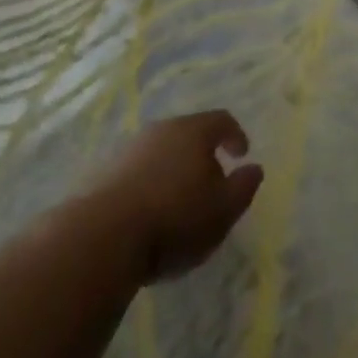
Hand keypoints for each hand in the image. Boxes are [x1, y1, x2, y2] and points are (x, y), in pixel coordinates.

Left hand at [85, 111, 264, 283]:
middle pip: (189, 134)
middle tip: (211, 185)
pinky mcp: (104, 172)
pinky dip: (150, 185)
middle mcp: (161, 130)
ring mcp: (129, 149)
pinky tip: (149, 214)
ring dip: (174, 171)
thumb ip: (244, 187)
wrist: (102, 236)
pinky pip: (138, 171)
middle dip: (203, 156)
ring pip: (161, 152)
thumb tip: (254, 168)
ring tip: (179, 204)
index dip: (235, 135)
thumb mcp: (223, 210)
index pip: (221, 120)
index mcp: (193, 131)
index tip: (241, 154)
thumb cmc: (174, 219)